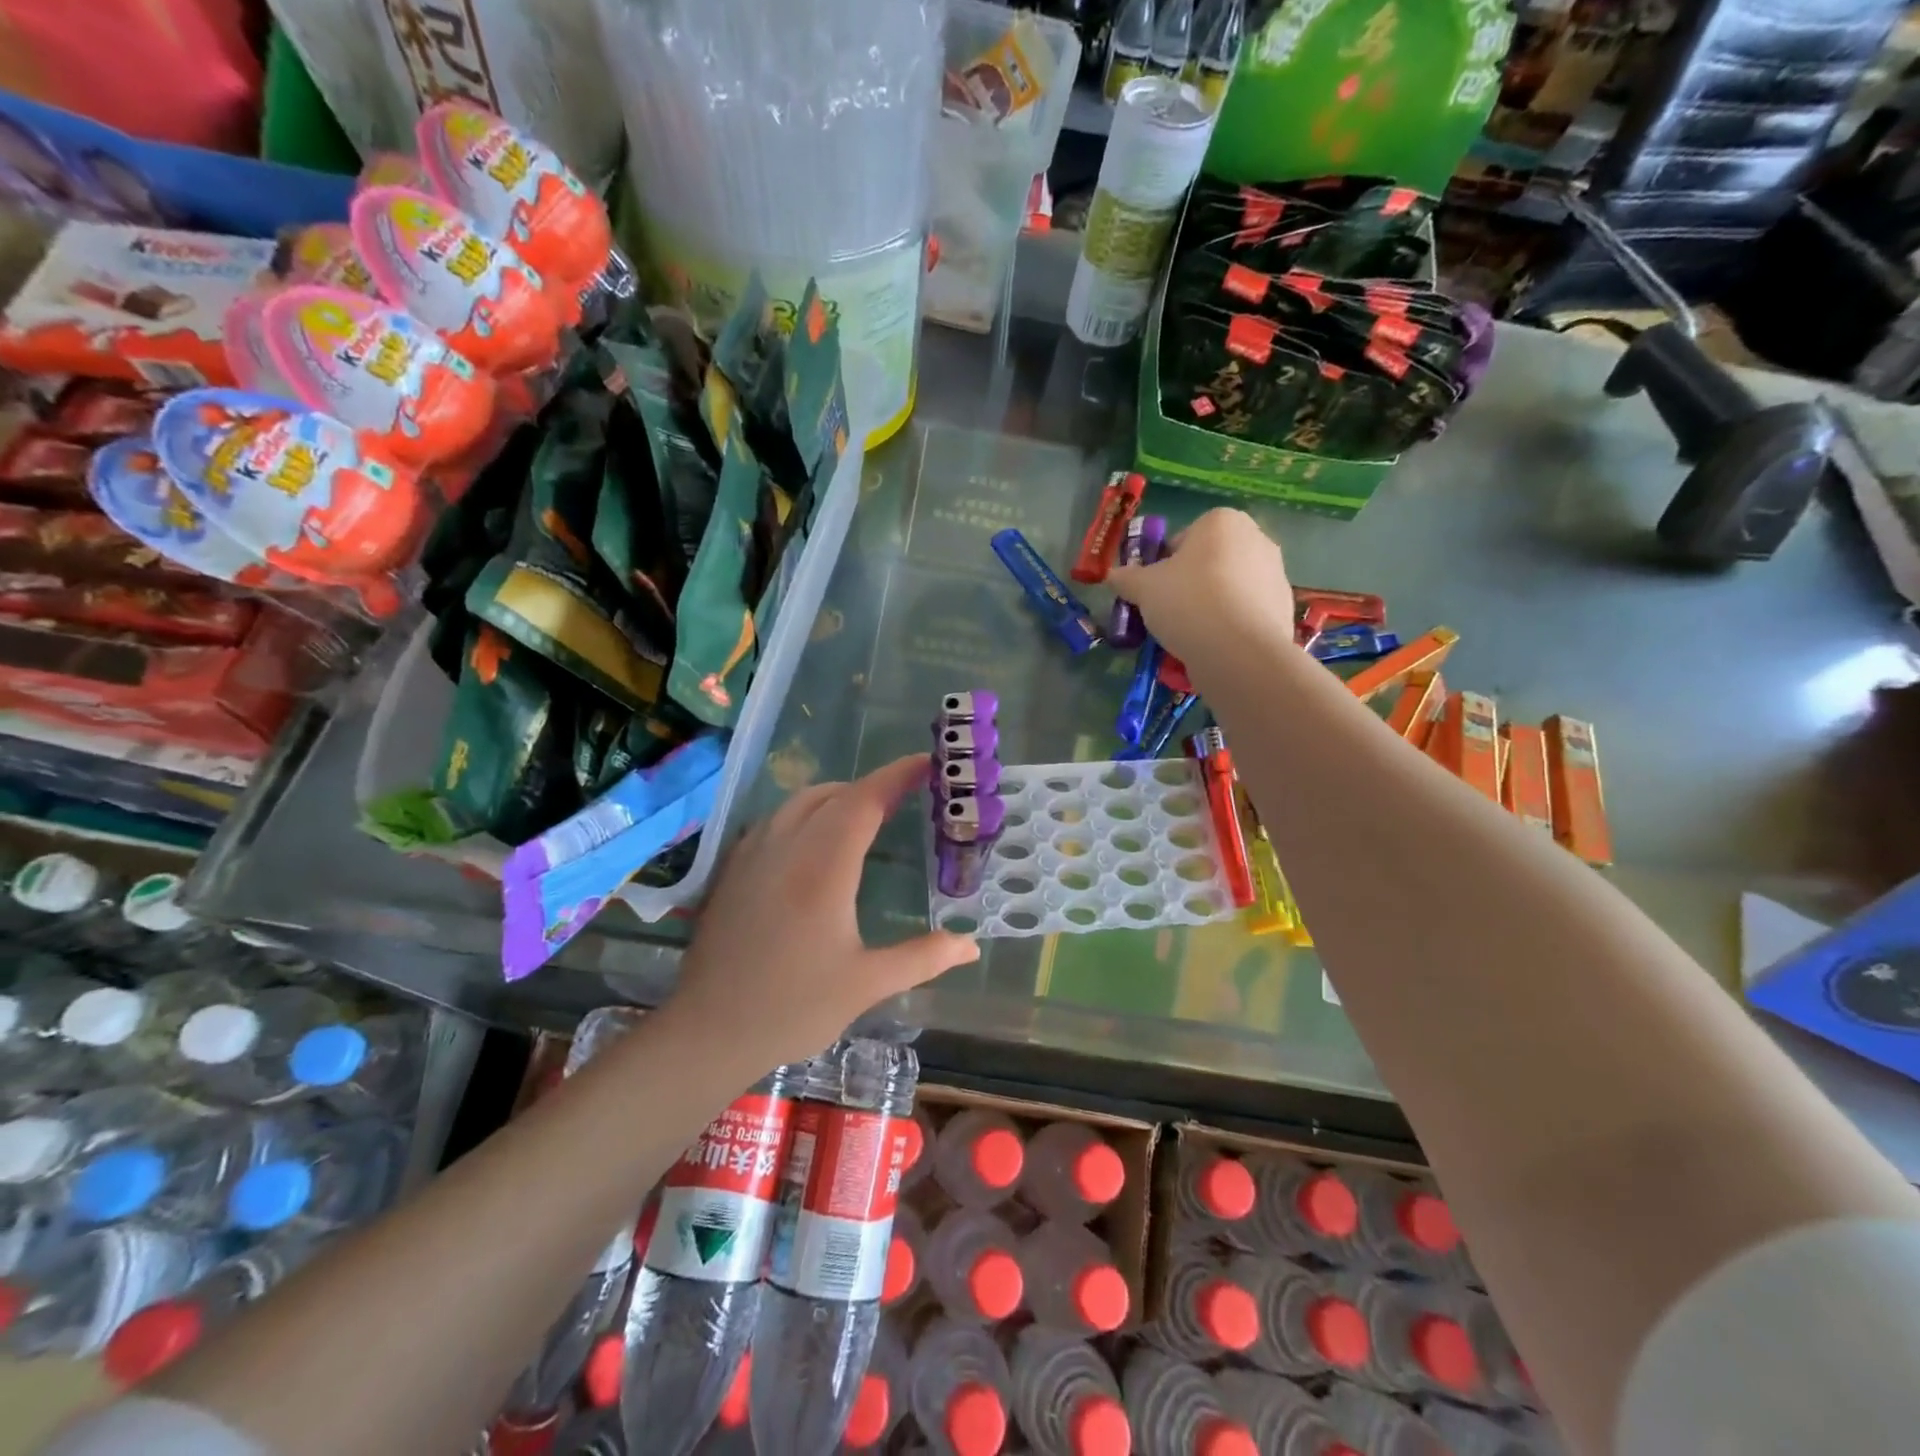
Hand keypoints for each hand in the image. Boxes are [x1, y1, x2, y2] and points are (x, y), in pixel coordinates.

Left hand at [669, 754, 979, 1064]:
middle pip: (833, 794)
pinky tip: (816, 840)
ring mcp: (753, 853)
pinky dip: (807, 813)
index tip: (927, 763)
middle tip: (906, 796)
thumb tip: (970, 945)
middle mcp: (786, 847)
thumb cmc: (792, 1007)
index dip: (897, 776)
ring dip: (838, 796)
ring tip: (867, 814)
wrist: (708, 1031)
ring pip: (799, 802)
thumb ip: (922, 958)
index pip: (864, 801)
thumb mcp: (866, 985)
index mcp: (823, 868)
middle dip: (872, 787)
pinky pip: (776, 819)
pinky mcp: (733, 868)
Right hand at [1107, 508, 1293, 666]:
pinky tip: (1214, 646)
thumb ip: (1126, 578)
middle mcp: (1256, 537)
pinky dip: (1230, 624)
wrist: (1238, 650)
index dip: (1163, 565)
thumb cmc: (1187, 602)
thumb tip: (1111, 576)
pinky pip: (1245, 612)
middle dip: (1189, 584)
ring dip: (1210, 604)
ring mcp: (1276, 572)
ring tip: (1190, 635)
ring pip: (1228, 587)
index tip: (1154, 591)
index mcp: (1222, 521)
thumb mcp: (1143, 588)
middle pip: (1209, 562)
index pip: (1183, 539)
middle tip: (1169, 612)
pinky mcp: (1284, 606)